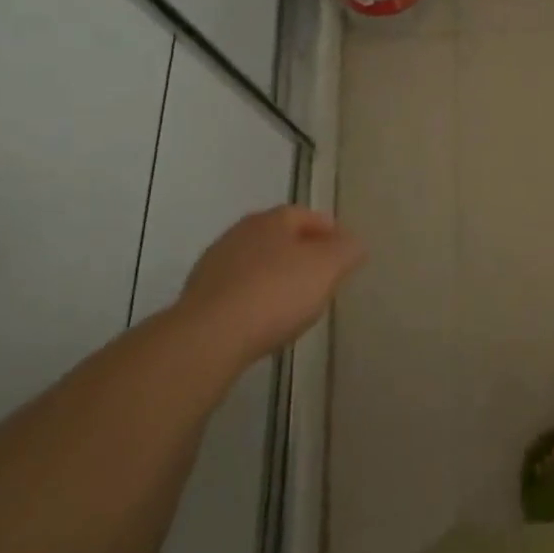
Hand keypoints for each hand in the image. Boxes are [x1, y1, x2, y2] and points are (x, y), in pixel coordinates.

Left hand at [173, 206, 364, 363]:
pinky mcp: (199, 297)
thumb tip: (353, 243)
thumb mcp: (328, 268)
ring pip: (257, 263)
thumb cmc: (277, 293)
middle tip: (323, 274)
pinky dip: (255, 297)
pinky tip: (265, 318)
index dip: (329, 231)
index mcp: (271, 220)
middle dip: (302, 252)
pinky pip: (239, 290)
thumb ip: (347, 250)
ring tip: (295, 300)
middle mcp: (239, 233)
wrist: (210, 336)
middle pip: (279, 237)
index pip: (305, 215)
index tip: (344, 251)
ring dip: (276, 275)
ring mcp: (215, 264)